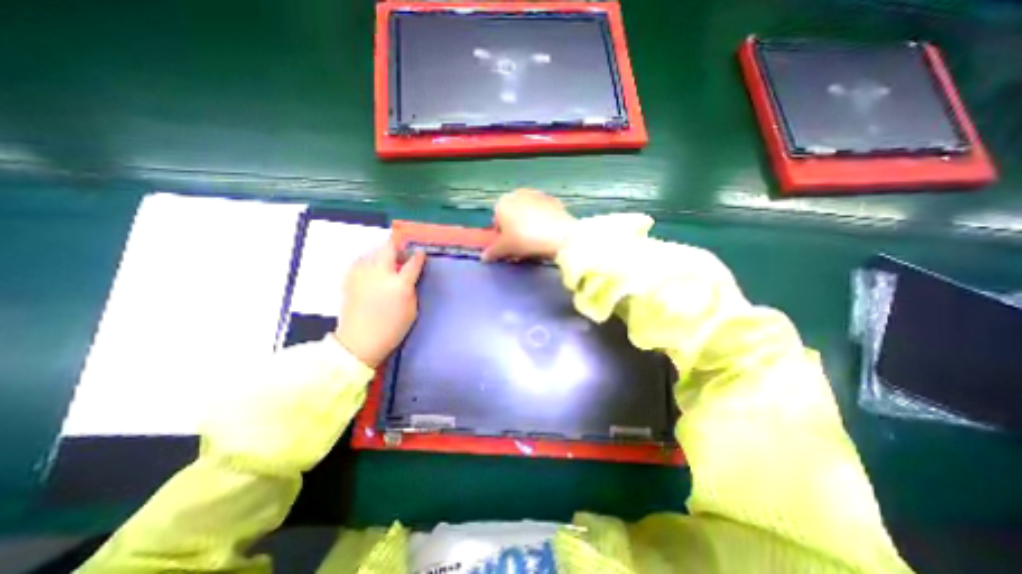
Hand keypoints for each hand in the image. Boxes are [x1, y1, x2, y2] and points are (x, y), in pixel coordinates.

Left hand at [334, 239, 426, 367]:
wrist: (359, 341)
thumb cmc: (392, 329)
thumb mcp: (412, 310)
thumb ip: (411, 289)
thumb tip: (409, 277)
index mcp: (400, 284)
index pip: (413, 262)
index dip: (418, 256)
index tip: (420, 253)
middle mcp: (381, 274)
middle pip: (389, 248)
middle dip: (397, 247)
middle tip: (402, 254)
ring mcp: (363, 274)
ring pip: (373, 252)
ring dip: (382, 254)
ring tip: (386, 263)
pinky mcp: (349, 278)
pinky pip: (360, 262)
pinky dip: (368, 262)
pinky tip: (371, 271)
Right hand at [479, 187, 572, 260]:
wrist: (558, 235)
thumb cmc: (525, 239)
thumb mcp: (505, 248)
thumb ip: (492, 252)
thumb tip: (484, 257)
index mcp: (503, 202)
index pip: (497, 220)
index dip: (501, 235)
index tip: (508, 246)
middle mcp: (518, 194)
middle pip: (513, 214)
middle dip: (515, 228)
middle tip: (521, 245)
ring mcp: (538, 195)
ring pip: (529, 213)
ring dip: (529, 224)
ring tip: (536, 242)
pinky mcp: (554, 200)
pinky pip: (544, 214)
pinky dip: (544, 222)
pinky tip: (548, 235)